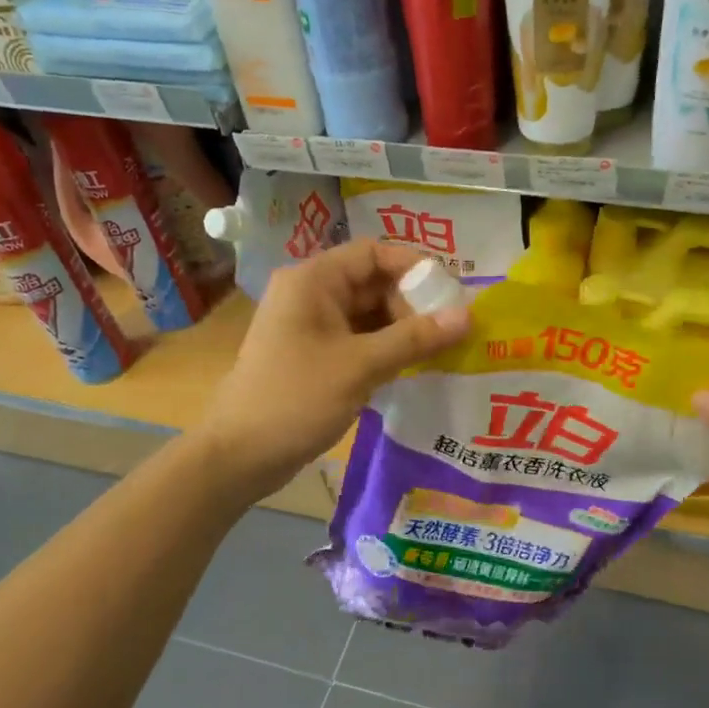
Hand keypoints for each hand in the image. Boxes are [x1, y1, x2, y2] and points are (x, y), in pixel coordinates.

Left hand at [195, 240, 470, 500]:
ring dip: (403, 329)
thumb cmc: (297, 398)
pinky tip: (414, 367)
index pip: (373, 253)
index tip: (452, 294)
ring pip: (368, 314)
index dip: (415, 267)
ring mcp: (311, 326)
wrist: (240, 454)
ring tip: (443, 349)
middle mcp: (311, 294)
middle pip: (373, 283)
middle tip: (451, 331)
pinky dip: (386, 349)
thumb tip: (468, 316)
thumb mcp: (361, 365)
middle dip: (413, 303)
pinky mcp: (314, 356)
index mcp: (313, 280)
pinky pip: (358, 340)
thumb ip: (415, 338)